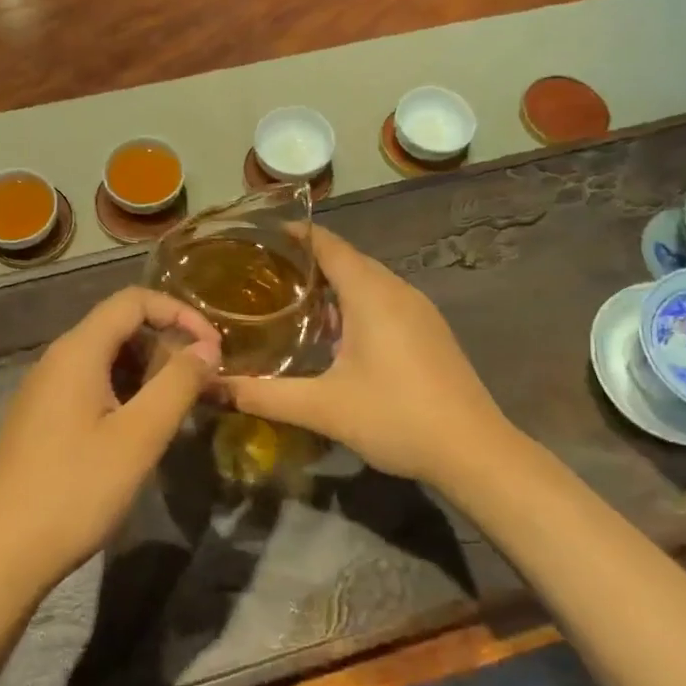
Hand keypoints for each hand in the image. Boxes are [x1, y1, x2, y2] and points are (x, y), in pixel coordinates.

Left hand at [0, 288, 220, 594]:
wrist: (2, 552)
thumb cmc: (76, 489)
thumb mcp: (139, 436)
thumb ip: (178, 384)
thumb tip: (207, 347)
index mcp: (78, 351)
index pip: (134, 301)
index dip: (179, 312)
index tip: (212, 347)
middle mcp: (58, 358)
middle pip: (120, 325)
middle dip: (166, 344)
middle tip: (199, 383)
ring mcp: (45, 388)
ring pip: (106, 357)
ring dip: (148, 370)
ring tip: (176, 407)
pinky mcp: (42, 417)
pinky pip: (91, 384)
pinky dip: (125, 390)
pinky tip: (139, 428)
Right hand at [223, 226, 510, 486]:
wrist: (474, 451)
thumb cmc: (395, 417)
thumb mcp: (322, 408)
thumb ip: (264, 394)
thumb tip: (211, 387)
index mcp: (371, 293)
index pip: (328, 245)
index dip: (296, 234)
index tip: (261, 235)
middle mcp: (397, 290)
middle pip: (348, 260)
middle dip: (308, 261)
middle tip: (264, 274)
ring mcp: (419, 310)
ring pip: (368, 281)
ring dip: (333, 285)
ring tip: (292, 301)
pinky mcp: (430, 331)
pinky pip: (385, 301)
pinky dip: (355, 304)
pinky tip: (337, 335)